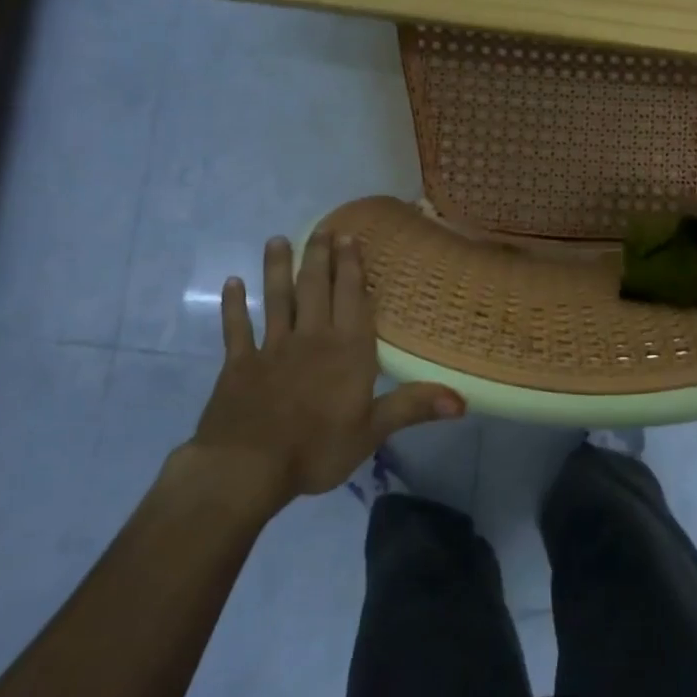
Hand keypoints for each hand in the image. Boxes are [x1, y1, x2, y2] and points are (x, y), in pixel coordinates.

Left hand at [179, 233, 463, 508]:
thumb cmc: (317, 449)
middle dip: (320, 257)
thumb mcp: (373, 431)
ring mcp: (272, 348)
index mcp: (346, 350)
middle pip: (316, 289)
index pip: (352, 299)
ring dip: (278, 269)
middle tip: (322, 229)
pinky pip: (237, 328)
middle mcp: (311, 338)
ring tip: (278, 240)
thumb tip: (464, 400)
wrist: (247, 467)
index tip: (349, 238)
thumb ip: (414, 407)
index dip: (352, 268)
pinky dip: (234, 305)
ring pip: (277, 299)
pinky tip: (232, 283)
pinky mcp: (240, 363)